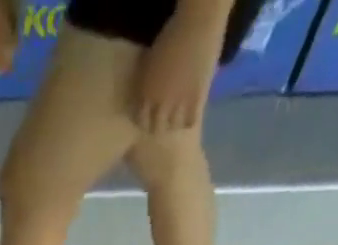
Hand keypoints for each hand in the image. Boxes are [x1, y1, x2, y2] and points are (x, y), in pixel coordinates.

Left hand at [134, 12, 218, 131]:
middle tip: (161, 122)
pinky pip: (190, 122)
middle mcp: (159, 103)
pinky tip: (190, 115)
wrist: (197, 23)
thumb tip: (144, 96)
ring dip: (173, 124)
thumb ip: (146, 82)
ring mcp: (178, 104)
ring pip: (172, 127)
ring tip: (176, 119)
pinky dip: (189, 120)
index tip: (147, 119)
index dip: (143, 121)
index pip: (139, 120)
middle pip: (154, 128)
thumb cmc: (171, 35)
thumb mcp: (150, 62)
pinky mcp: (195, 101)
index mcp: (146, 92)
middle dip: (156, 126)